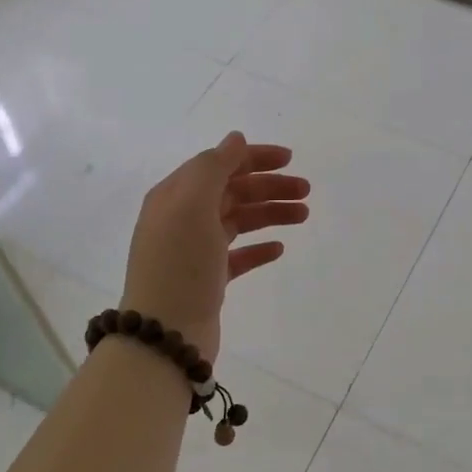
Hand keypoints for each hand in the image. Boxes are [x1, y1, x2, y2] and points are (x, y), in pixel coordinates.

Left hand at [121, 132, 308, 362]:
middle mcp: (183, 218)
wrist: (165, 333)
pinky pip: (238, 255)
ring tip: (303, 216)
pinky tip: (279, 248)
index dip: (253, 158)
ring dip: (270, 213)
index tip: (289, 160)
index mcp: (175, 195)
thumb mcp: (193, 204)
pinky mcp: (208, 279)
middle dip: (269, 187)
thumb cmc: (179, 263)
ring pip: (239, 221)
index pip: (218, 164)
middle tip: (306, 192)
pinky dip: (259, 248)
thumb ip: (214, 166)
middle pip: (232, 191)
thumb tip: (235, 139)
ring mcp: (195, 250)